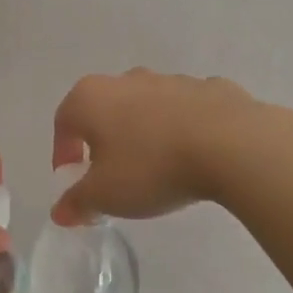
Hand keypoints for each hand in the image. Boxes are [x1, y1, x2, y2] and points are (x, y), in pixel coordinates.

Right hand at [50, 69, 263, 224]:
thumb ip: (77, 202)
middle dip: (103, 140)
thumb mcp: (105, 195)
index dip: (63, 153)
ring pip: (146, 107)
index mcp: (91, 98)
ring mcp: (171, 80)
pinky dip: (183, 128)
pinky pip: (186, 110)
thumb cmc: (151, 167)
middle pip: (104, 110)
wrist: (231, 145)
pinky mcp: (210, 88)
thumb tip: (60, 212)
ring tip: (157, 167)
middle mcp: (126, 80)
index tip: (74, 179)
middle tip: (112, 174)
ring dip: (144, 132)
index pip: (63, 123)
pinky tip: (195, 155)